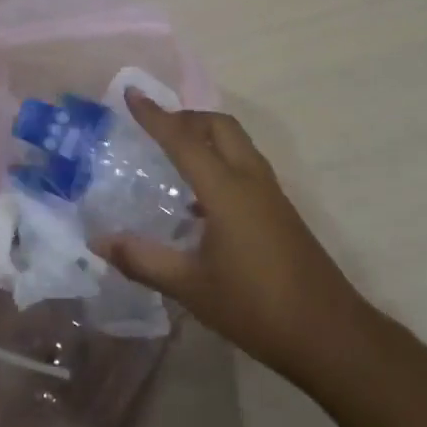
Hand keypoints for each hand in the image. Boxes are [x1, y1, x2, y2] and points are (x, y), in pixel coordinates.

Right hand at [99, 94, 371, 384]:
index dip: (155, 116)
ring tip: (173, 155)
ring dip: (206, 136)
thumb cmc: (255, 307)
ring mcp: (271, 194)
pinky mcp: (280, 210)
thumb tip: (99, 242)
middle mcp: (251, 180)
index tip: (131, 93)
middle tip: (154, 127)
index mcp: (227, 190)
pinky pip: (245, 166)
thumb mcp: (191, 287)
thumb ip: (143, 260)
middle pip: (220, 126)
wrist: (328, 333)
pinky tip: (199, 200)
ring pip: (237, 143)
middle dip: (186, 117)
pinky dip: (220, 161)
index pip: (184, 140)